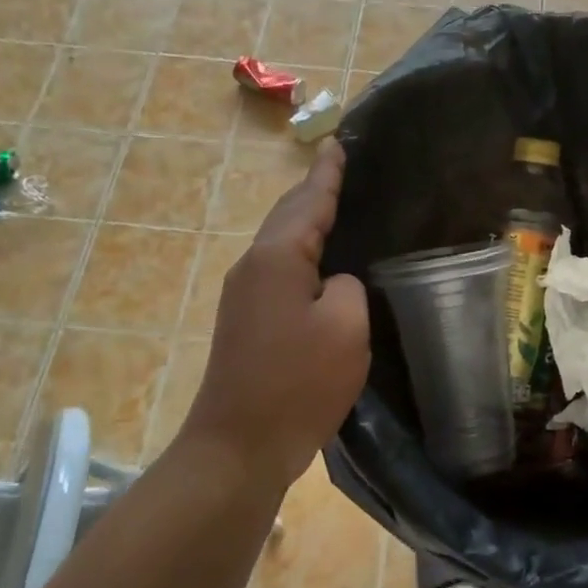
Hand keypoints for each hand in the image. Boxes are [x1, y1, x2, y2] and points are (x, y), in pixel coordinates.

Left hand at [183, 139, 369, 489]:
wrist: (239, 446)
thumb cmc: (298, 383)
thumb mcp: (346, 328)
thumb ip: (348, 286)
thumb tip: (333, 282)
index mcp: (278, 257)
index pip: (310, 200)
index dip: (328, 172)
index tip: (338, 141)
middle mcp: (254, 266)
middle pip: (288, 215)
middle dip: (314, 189)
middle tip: (340, 166)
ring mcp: (244, 294)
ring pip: (281, 242)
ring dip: (306, 219)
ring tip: (336, 203)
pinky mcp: (246, 320)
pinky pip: (279, 268)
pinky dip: (301, 251)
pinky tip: (320, 260)